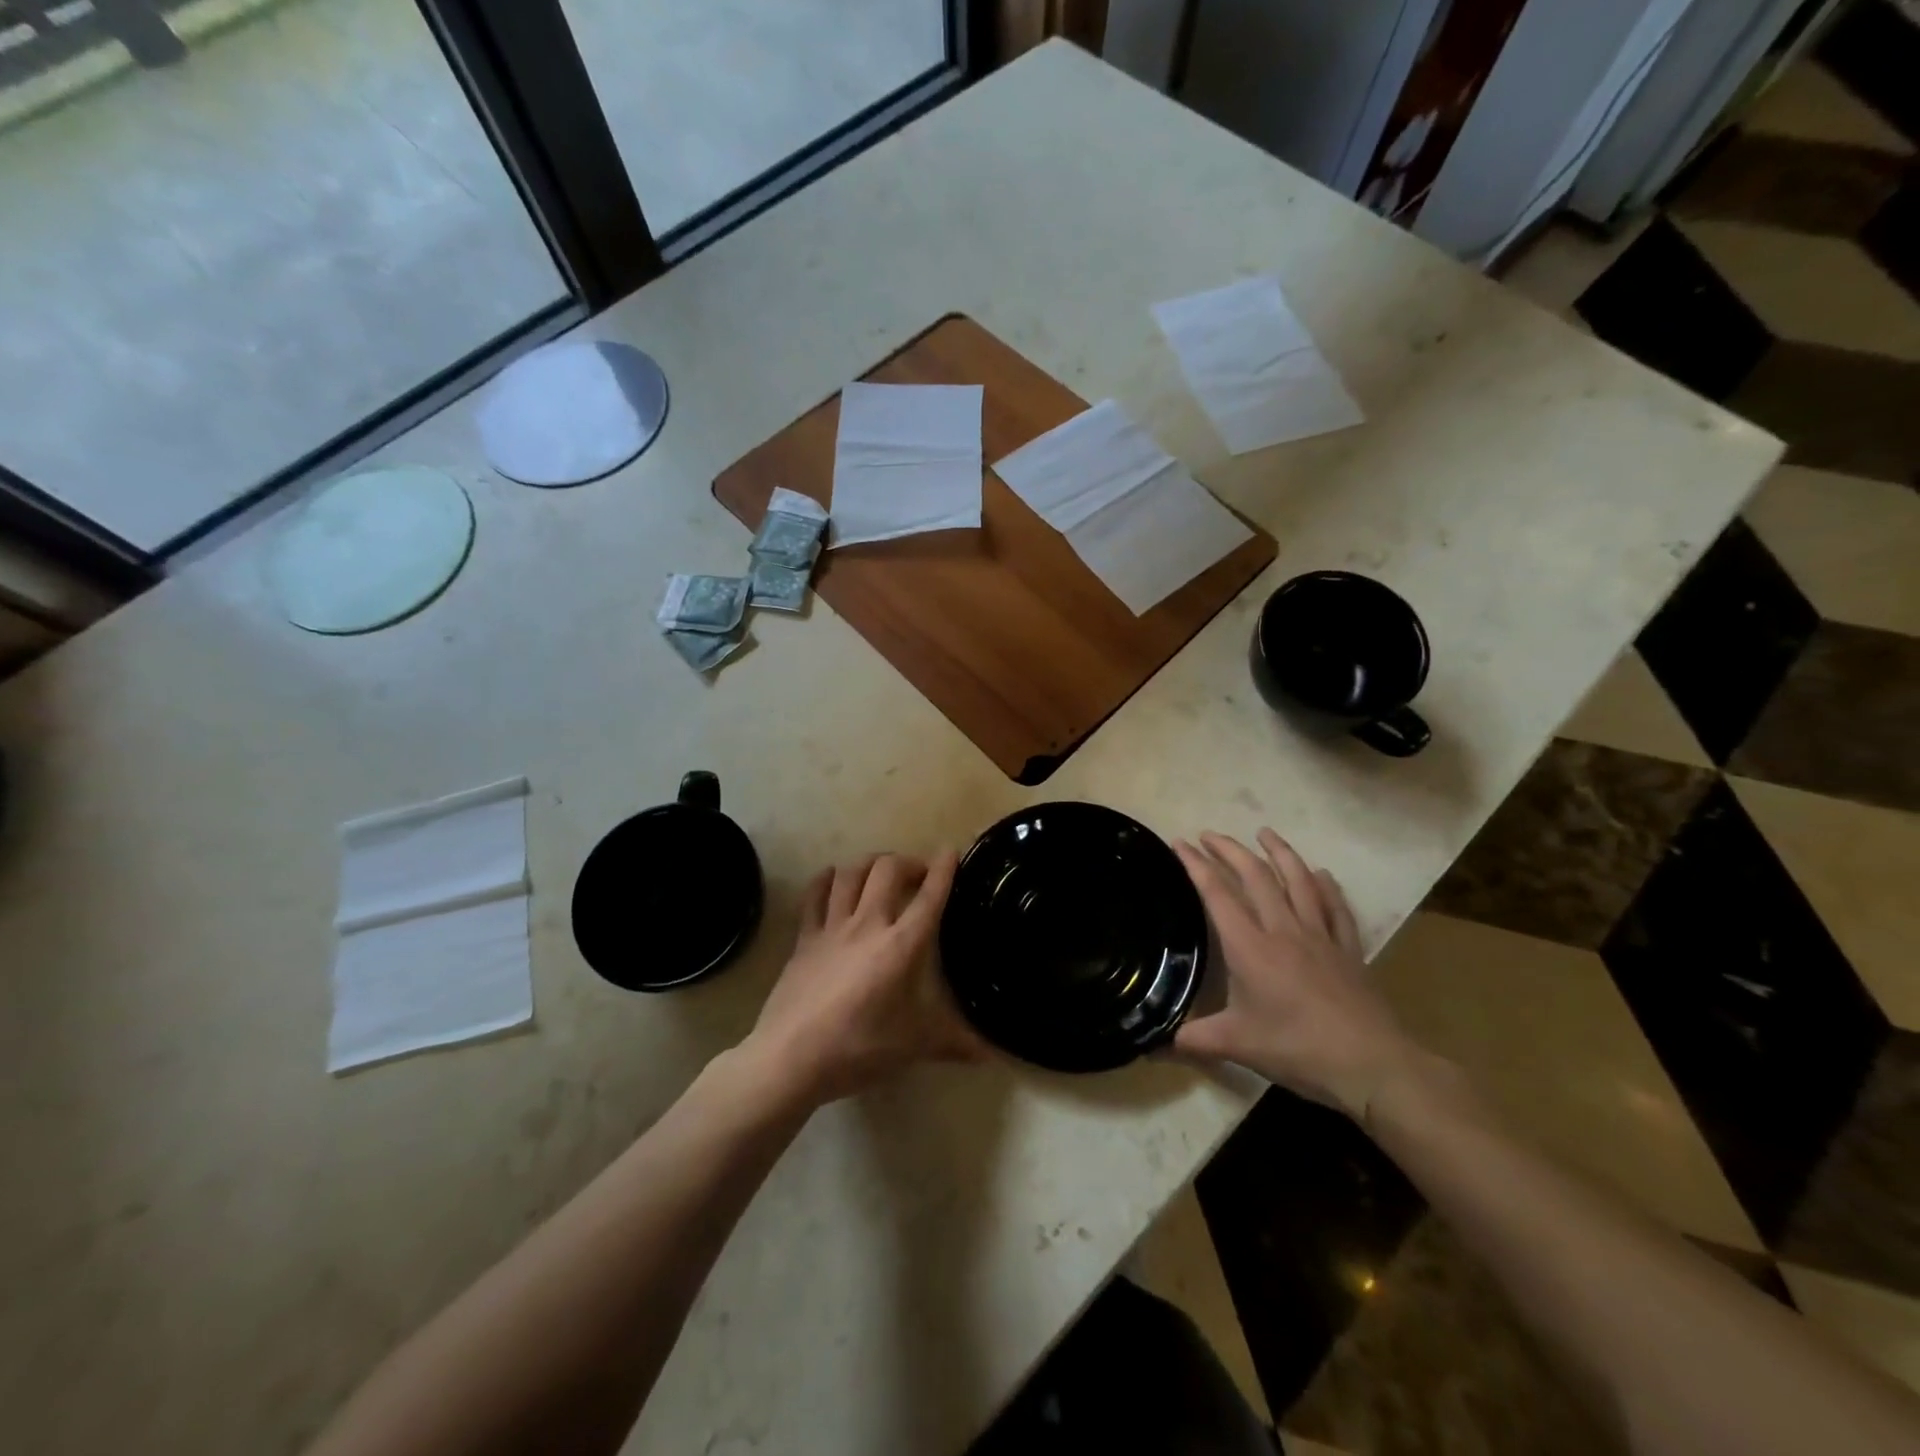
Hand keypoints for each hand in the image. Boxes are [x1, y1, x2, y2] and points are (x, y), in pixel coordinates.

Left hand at [746, 851, 986, 1106]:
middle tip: (918, 874)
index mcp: (902, 945)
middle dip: (907, 862)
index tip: (951, 852)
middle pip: (888, 870)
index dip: (943, 870)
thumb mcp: (914, 1046)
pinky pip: (814, 895)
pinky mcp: (804, 938)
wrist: (791, 1057)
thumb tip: (995, 1056)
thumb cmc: (860, 1048)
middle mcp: (869, 924)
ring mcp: (832, 927)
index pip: (929, 897)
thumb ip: (956, 1043)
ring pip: (851, 873)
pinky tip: (832, 878)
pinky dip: (826, 879)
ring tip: (880, 871)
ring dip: (869, 864)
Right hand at [1172, 830, 1421, 1120]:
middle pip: (1256, 876)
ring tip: (1265, 833)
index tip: (1180, 843)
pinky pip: (1335, 908)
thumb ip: (1194, 1039)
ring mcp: (1320, 936)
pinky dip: (1326, 886)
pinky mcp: (1349, 949)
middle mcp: (1283, 930)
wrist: (1372, 1064)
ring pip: (1298, 881)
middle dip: (1230, 850)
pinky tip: (1321, 874)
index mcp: (1250, 947)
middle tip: (1210, 834)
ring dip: (1279, 853)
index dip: (1196, 865)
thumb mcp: (1237, 1046)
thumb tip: (1153, 1043)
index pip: (1218, 894)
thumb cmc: (1298, 1049)